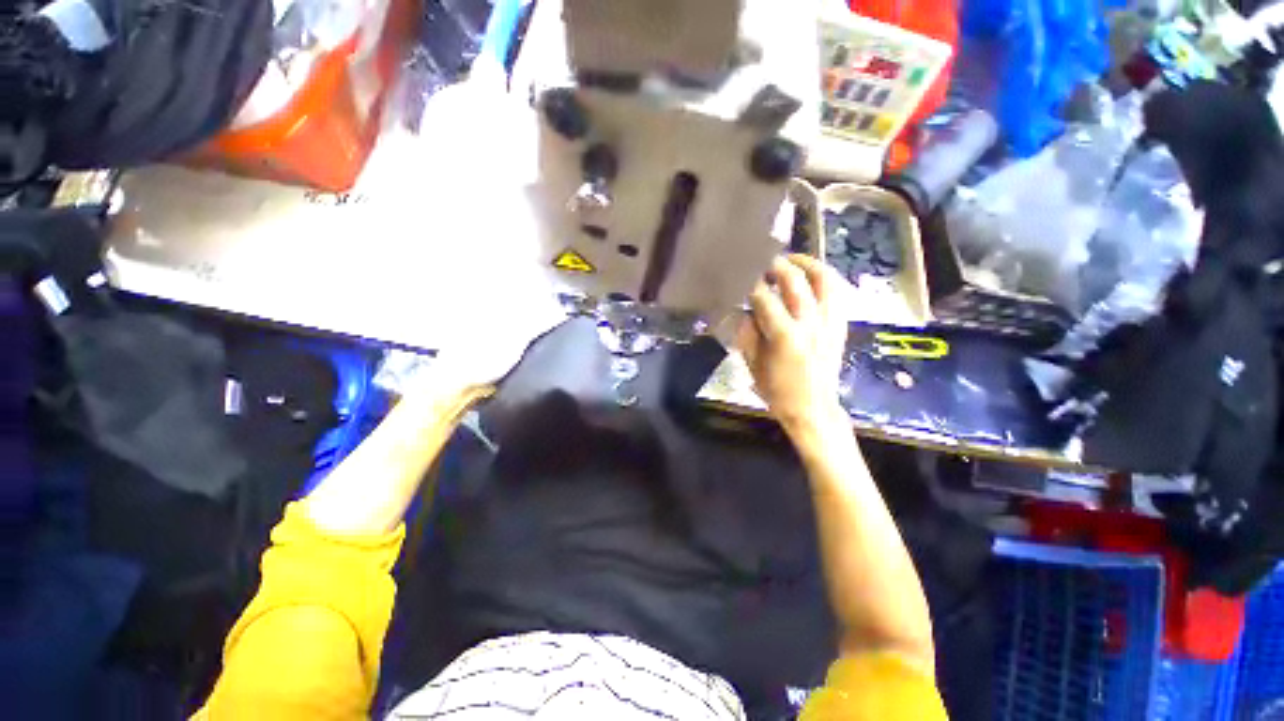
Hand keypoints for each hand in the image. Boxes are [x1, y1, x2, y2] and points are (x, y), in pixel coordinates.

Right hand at [737, 254, 848, 428]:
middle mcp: (811, 324)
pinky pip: (837, 294)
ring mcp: (830, 324)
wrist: (813, 409)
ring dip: (808, 265)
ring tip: (793, 260)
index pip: (765, 298)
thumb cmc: (778, 391)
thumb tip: (741, 310)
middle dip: (778, 265)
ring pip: (825, 281)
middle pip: (796, 282)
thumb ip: (746, 334)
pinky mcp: (840, 327)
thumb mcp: (752, 364)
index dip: (750, 284)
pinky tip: (812, 279)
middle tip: (765, 260)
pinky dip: (825, 280)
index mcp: (785, 336)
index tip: (740, 274)